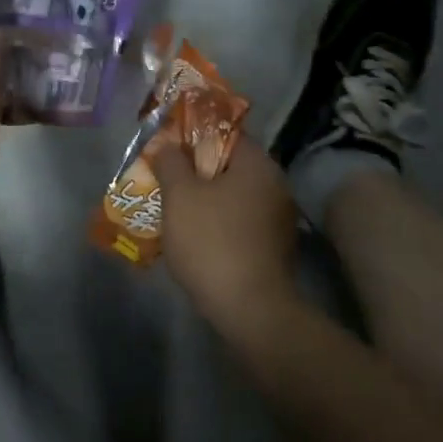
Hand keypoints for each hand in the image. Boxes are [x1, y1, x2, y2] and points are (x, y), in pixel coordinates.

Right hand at [153, 142, 305, 351]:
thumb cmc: (212, 241)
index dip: (193, 134)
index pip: (226, 132)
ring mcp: (278, 217)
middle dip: (195, 169)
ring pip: (233, 195)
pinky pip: (239, 220)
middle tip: (164, 177)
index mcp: (258, 164)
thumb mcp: (180, 195)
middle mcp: (275, 184)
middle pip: (229, 164)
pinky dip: (217, 221)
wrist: (249, 309)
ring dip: (205, 198)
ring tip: (172, 207)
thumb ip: (171, 162)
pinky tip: (194, 235)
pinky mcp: (273, 246)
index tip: (168, 145)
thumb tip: (167, 145)